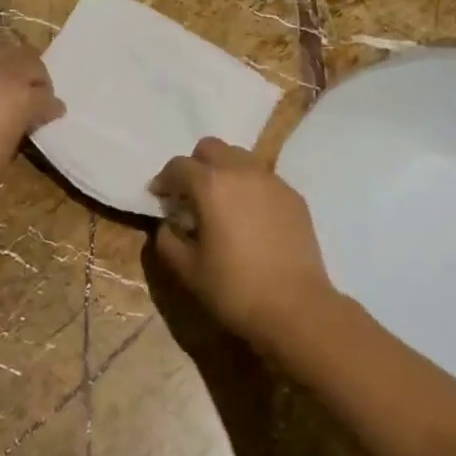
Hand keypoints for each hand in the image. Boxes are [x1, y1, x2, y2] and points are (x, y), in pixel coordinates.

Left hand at [0, 41, 63, 216]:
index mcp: (20, 96)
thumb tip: (23, 119)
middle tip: (34, 93)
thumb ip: (20, 125)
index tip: (53, 114)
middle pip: (27, 59)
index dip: (51, 106)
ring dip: (9, 64)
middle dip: (36, 75)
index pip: (46, 94)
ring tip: (7, 84)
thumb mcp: (9, 151)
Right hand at [150, 138, 336, 354]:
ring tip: (222, 203)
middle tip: (190, 195)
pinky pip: (263, 177)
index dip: (163, 179)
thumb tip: (168, 224)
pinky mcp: (293, 195)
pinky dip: (249, 186)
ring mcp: (272, 180)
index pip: (178, 166)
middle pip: (211, 148)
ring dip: (224, 171)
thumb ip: (168, 240)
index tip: (159, 197)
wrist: (295, 307)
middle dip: (195, 165)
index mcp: (210, 185)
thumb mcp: (187, 269)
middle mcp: (241, 171)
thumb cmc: (234, 288)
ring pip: (240, 157)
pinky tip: (250, 217)